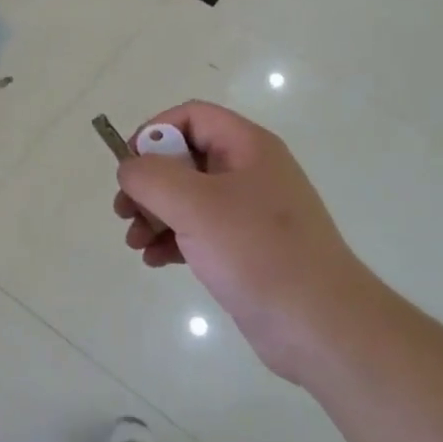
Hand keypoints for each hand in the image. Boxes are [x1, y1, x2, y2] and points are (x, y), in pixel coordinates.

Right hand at [113, 102, 370, 380]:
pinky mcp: (244, 249)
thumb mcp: (196, 205)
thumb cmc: (258, 252)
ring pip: (188, 198)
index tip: (131, 167)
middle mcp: (249, 172)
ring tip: (134, 242)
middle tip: (124, 211)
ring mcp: (248, 213)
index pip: (192, 116)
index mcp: (248, 147)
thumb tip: (129, 167)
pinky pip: (199, 232)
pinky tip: (154, 260)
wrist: (319, 325)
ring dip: (154, 214)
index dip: (156, 132)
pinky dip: (172, 240)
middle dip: (149, 182)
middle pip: (185, 158)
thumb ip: (152, 177)